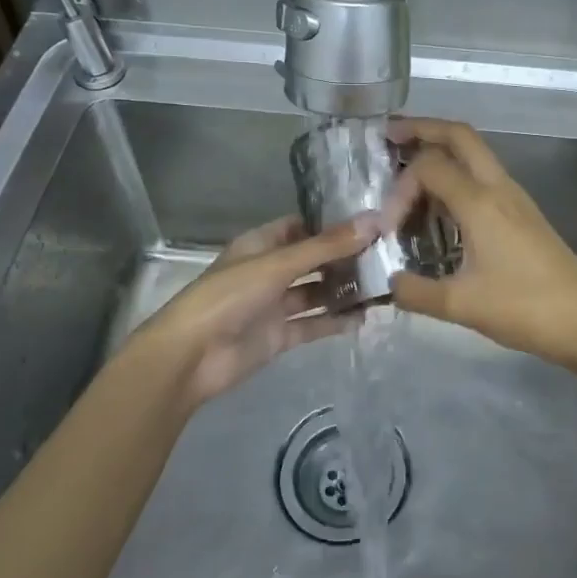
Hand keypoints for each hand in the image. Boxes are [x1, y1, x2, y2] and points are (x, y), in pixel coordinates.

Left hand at [127, 214, 375, 411]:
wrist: (190, 357)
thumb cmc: (228, 297)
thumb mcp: (278, 264)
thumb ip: (326, 246)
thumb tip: (373, 219)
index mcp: (260, 245)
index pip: (300, 226)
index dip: (331, 224)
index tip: (370, 221)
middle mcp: (268, 271)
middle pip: (312, 260)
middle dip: (344, 258)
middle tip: (386, 254)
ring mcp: (273, 305)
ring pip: (315, 293)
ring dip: (343, 290)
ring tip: (383, 285)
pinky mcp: (278, 336)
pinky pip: (312, 324)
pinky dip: (335, 322)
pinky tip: (364, 318)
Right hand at [383, 118, 576, 372]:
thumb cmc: (525, 308)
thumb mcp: (461, 306)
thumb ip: (416, 292)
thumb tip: (389, 283)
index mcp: (480, 201)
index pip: (428, 167)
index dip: (399, 188)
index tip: (387, 228)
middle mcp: (498, 187)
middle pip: (459, 135)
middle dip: (422, 128)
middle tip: (389, 136)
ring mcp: (515, 198)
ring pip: (475, 154)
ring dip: (442, 151)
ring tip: (407, 172)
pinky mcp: (523, 214)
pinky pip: (484, 178)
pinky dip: (457, 177)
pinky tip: (441, 209)